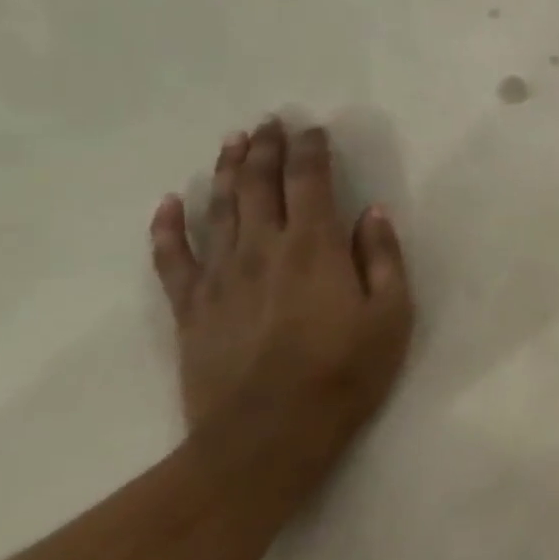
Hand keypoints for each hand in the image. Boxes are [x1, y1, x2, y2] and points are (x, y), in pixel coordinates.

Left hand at [149, 118, 414, 480]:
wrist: (267, 437)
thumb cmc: (344, 374)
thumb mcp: (391, 316)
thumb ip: (384, 259)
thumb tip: (373, 213)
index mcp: (316, 247)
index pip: (311, 181)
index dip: (311, 150)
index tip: (314, 129)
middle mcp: (263, 248)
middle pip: (260, 184)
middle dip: (266, 148)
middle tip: (270, 122)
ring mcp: (220, 276)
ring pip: (218, 208)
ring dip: (226, 171)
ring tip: (232, 142)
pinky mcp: (191, 307)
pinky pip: (172, 257)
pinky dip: (167, 227)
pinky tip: (168, 203)